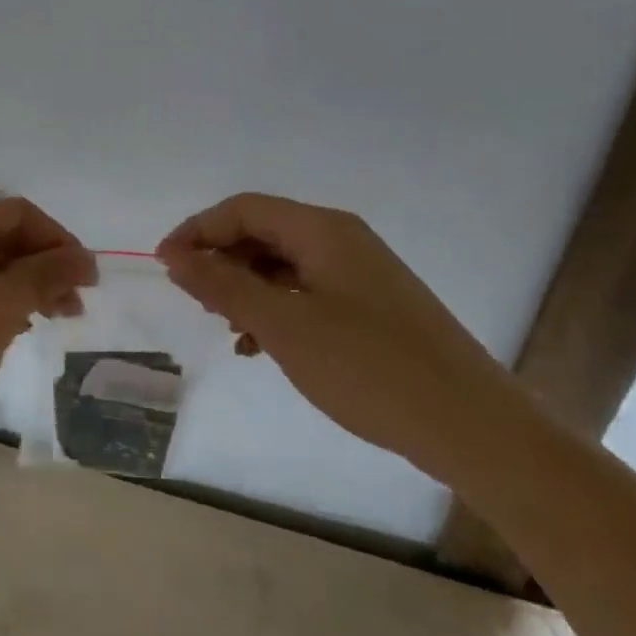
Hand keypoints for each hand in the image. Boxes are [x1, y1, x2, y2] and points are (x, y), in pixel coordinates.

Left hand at [0, 198, 94, 471]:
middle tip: (74, 309)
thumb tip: (83, 257)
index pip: (17, 213)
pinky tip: (10, 331)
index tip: (87, 281)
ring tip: (49, 322)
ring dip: (22, 287)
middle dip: (43, 266)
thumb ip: (42, 278)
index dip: (58, 240)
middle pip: (1, 237)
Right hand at [157, 193, 512, 480]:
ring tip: (230, 330)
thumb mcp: (283, 325)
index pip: (243, 209)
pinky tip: (262, 347)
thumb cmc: (369, 368)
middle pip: (262, 233)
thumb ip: (223, 285)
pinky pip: (306, 292)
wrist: (471, 426)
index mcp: (323, 230)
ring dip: (246, 290)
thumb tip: (174, 255)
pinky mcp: (370, 306)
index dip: (197, 231)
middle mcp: (342, 240)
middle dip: (222, 262)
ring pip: (282, 265)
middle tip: (199, 304)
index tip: (165, 268)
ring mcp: (360, 274)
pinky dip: (275, 311)